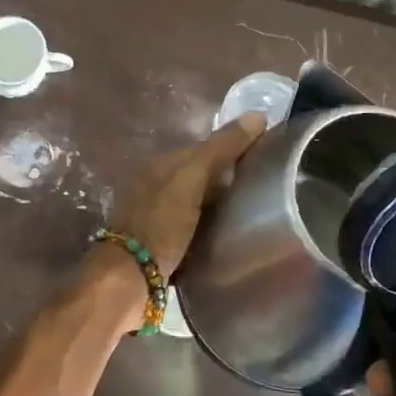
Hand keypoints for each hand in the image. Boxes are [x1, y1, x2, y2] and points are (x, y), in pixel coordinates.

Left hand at [116, 113, 268, 279]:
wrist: (128, 279)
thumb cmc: (160, 224)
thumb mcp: (190, 180)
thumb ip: (220, 149)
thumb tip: (257, 115)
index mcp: (160, 164)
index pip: (205, 148)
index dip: (234, 150)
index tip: (266, 159)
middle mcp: (156, 185)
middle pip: (201, 176)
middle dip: (228, 180)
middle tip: (266, 191)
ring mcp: (157, 215)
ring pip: (198, 203)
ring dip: (220, 206)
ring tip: (254, 215)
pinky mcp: (162, 244)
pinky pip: (194, 228)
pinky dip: (211, 229)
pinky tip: (229, 237)